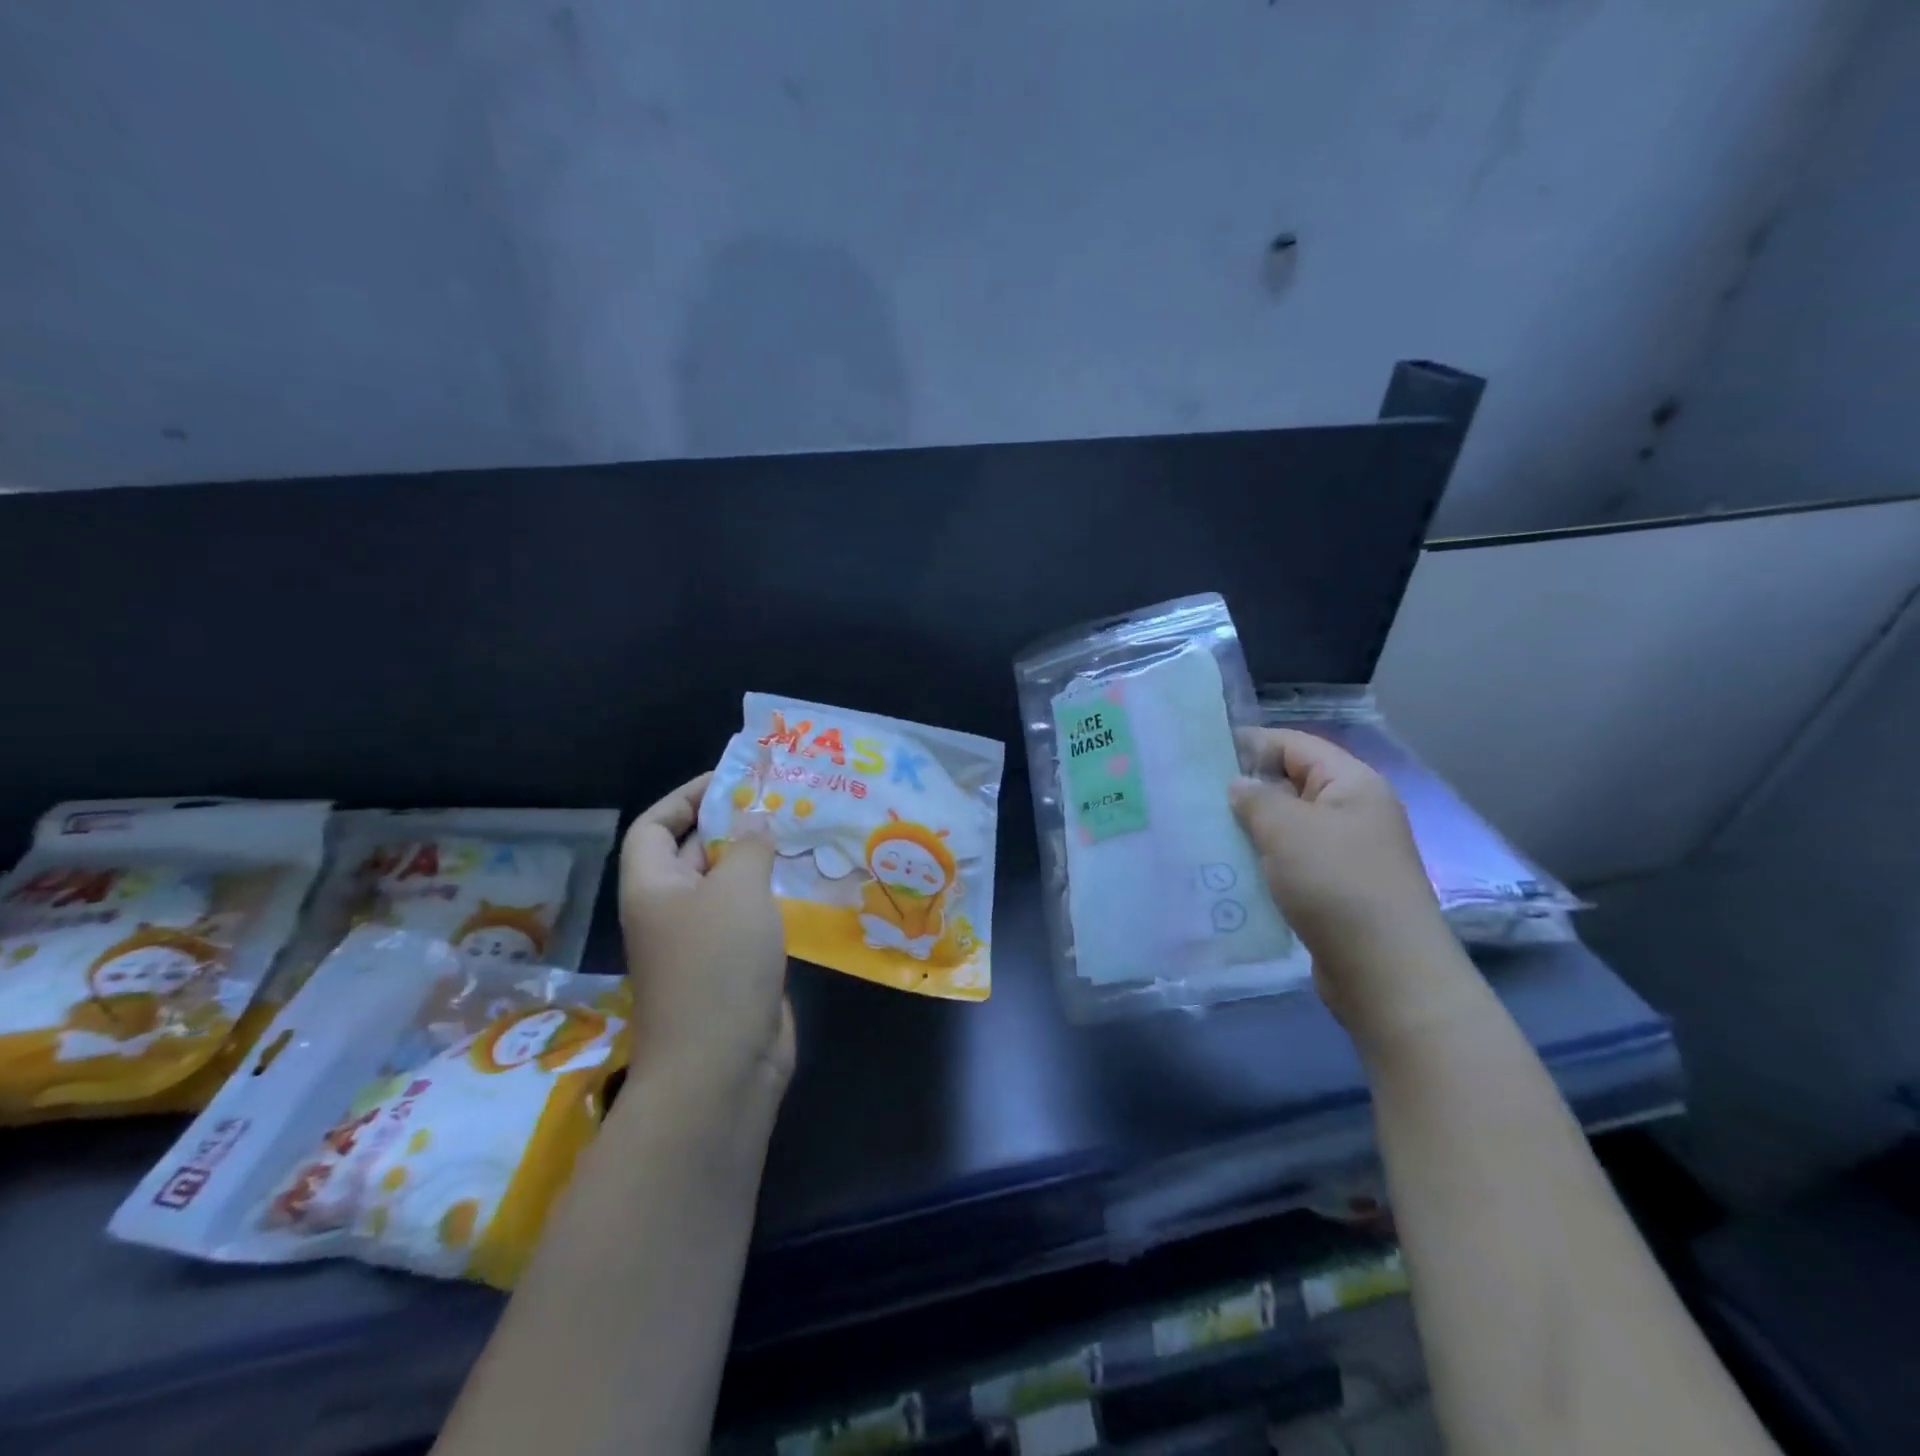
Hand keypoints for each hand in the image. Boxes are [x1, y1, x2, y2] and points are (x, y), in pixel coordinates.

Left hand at [619, 773, 793, 1094]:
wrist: (723, 1065)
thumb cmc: (719, 963)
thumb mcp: (737, 888)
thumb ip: (748, 845)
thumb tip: (755, 825)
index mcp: (652, 887)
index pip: (654, 826)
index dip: (685, 798)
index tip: (731, 782)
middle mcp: (670, 911)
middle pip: (691, 853)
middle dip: (729, 825)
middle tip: (778, 803)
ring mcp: (700, 943)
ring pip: (725, 887)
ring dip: (756, 862)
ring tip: (798, 836)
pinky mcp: (732, 968)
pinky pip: (748, 918)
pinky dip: (770, 898)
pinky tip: (804, 885)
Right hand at [1229, 729, 1475, 1041]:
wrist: (1385, 972)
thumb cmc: (1336, 884)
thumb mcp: (1287, 828)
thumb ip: (1255, 797)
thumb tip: (1238, 786)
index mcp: (1351, 784)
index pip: (1293, 745)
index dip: (1249, 743)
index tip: (1200, 755)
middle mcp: (1352, 812)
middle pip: (1289, 784)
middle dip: (1243, 789)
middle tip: (1191, 796)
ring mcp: (1345, 853)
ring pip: (1286, 826)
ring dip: (1248, 829)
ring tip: (1201, 832)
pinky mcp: (1334, 888)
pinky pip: (1289, 861)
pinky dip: (1261, 861)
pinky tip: (1227, 870)